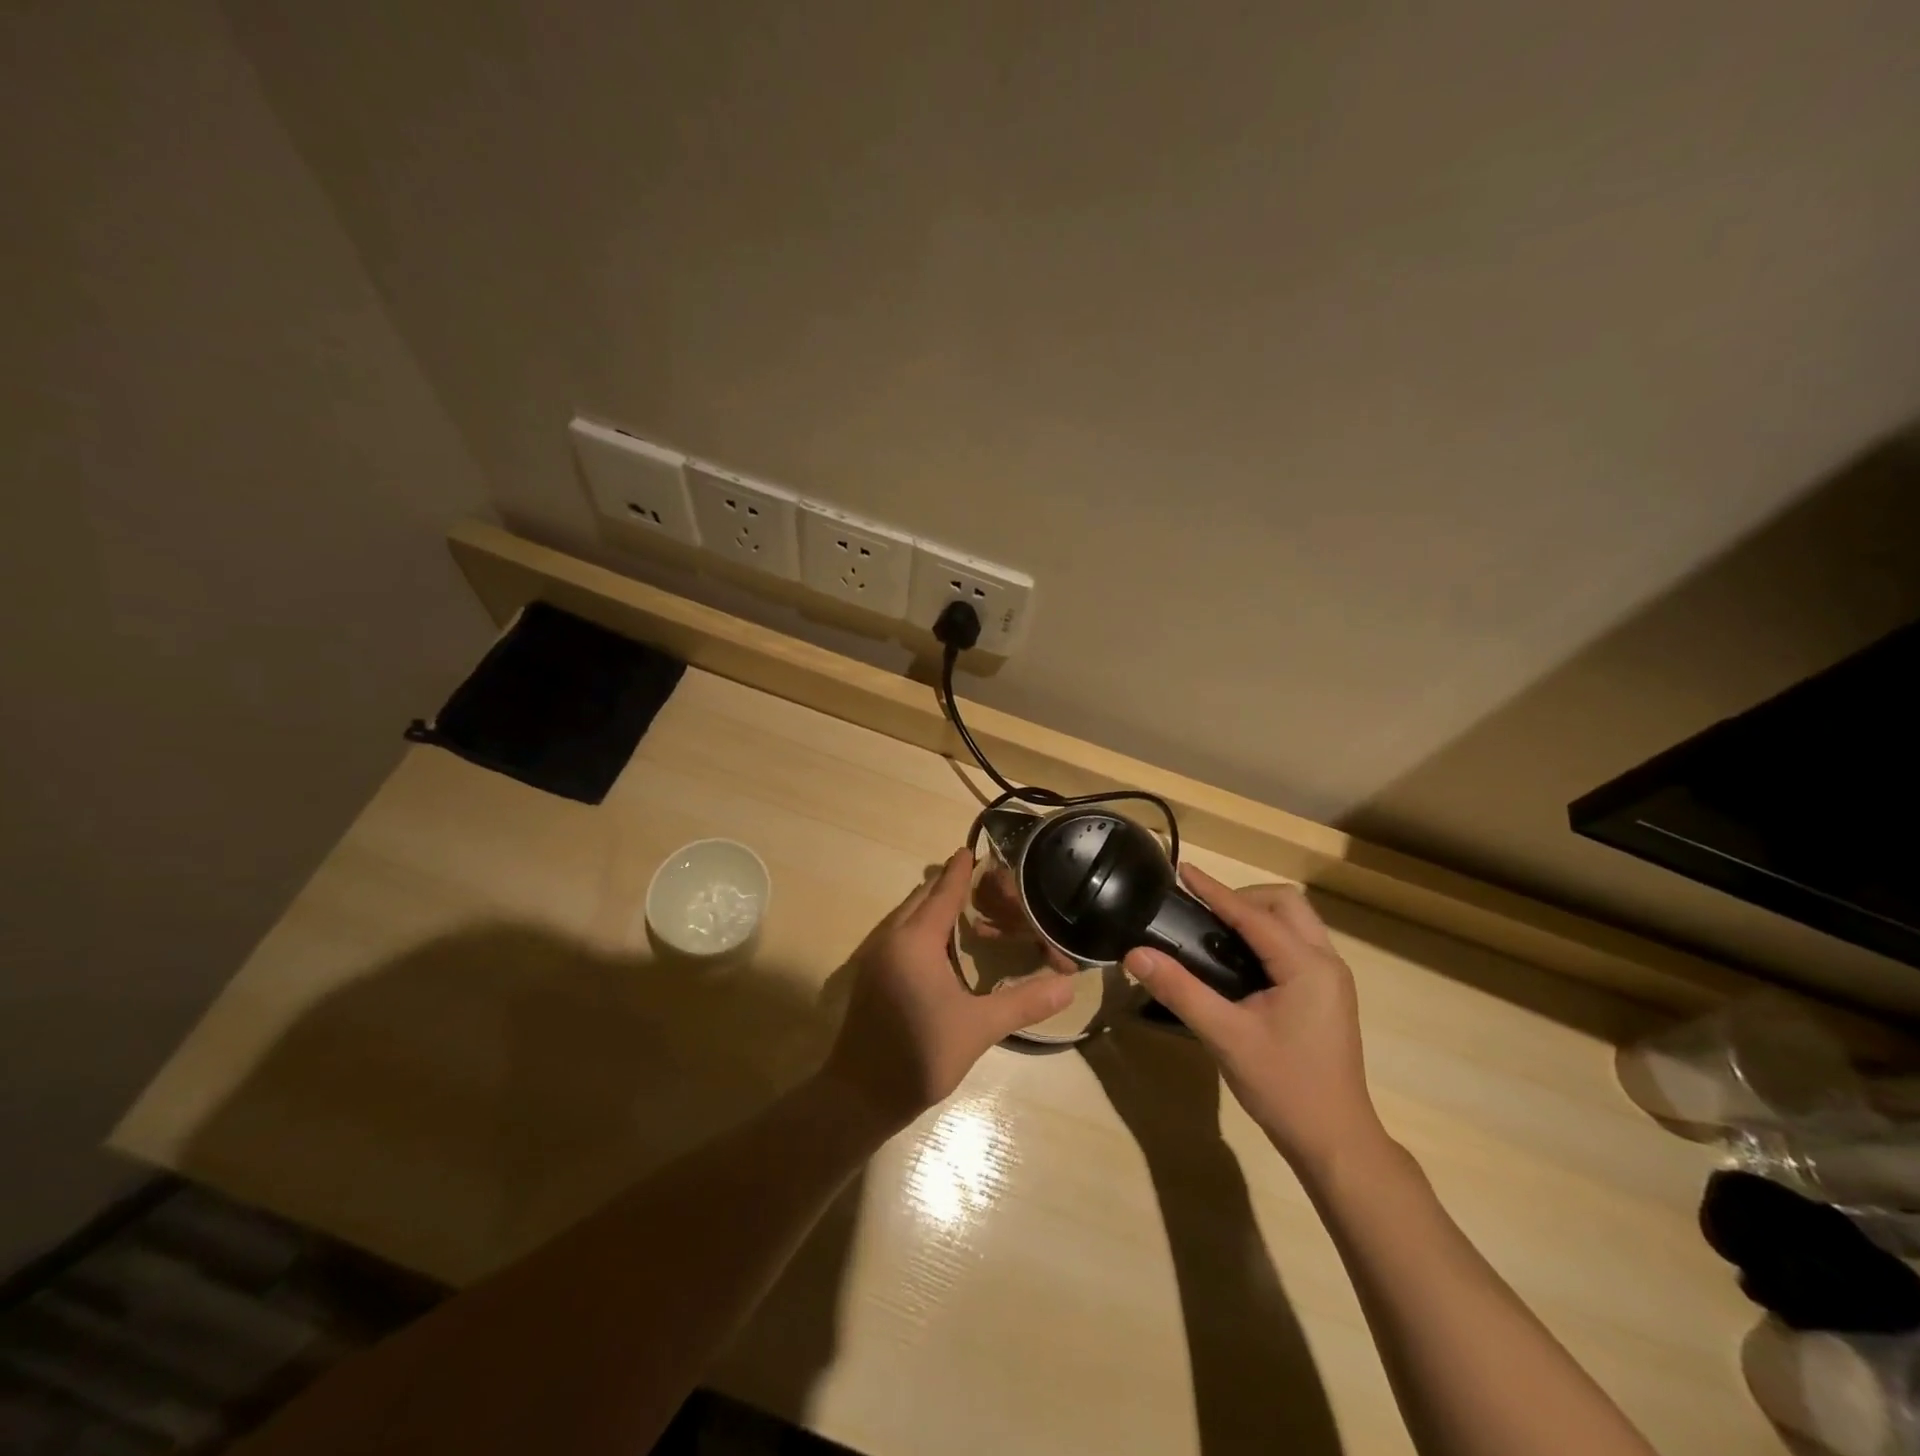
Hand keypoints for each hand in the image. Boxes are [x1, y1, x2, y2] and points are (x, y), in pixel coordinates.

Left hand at [821, 850, 1075, 1132]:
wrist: (859, 1095)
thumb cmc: (920, 1055)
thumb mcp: (978, 1028)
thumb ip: (1024, 1003)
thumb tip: (1069, 986)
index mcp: (916, 941)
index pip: (943, 893)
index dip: (960, 871)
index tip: (972, 849)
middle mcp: (892, 939)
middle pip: (922, 898)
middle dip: (948, 885)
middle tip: (983, 884)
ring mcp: (876, 957)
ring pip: (907, 915)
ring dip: (933, 907)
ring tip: (966, 909)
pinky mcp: (870, 975)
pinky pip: (899, 934)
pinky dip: (921, 926)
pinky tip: (941, 947)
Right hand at [1123, 867, 1383, 1173]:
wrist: (1335, 1142)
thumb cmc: (1283, 1087)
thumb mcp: (1225, 1036)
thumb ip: (1179, 990)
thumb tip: (1135, 954)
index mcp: (1306, 966)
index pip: (1253, 914)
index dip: (1214, 891)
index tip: (1183, 871)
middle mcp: (1326, 962)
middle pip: (1286, 904)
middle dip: (1243, 897)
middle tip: (1203, 913)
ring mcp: (1331, 978)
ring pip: (1295, 921)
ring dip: (1257, 914)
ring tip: (1215, 930)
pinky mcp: (1327, 993)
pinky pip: (1297, 943)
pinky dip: (1268, 935)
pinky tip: (1239, 959)